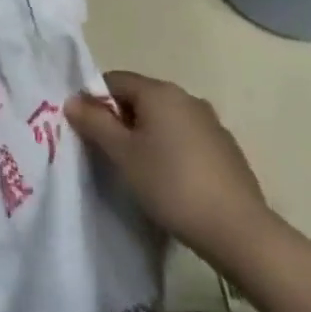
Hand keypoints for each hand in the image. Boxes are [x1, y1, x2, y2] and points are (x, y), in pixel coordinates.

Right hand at [66, 72, 271, 262]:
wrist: (238, 230)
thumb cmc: (170, 184)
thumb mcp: (122, 154)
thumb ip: (94, 123)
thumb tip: (72, 100)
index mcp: (160, 92)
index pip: (114, 80)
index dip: (95, 101)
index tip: (88, 131)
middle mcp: (187, 98)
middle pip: (140, 98)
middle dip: (120, 119)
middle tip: (109, 153)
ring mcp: (211, 123)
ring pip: (164, 119)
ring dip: (146, 136)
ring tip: (138, 170)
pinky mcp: (226, 149)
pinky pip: (186, 138)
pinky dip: (171, 150)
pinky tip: (170, 181)